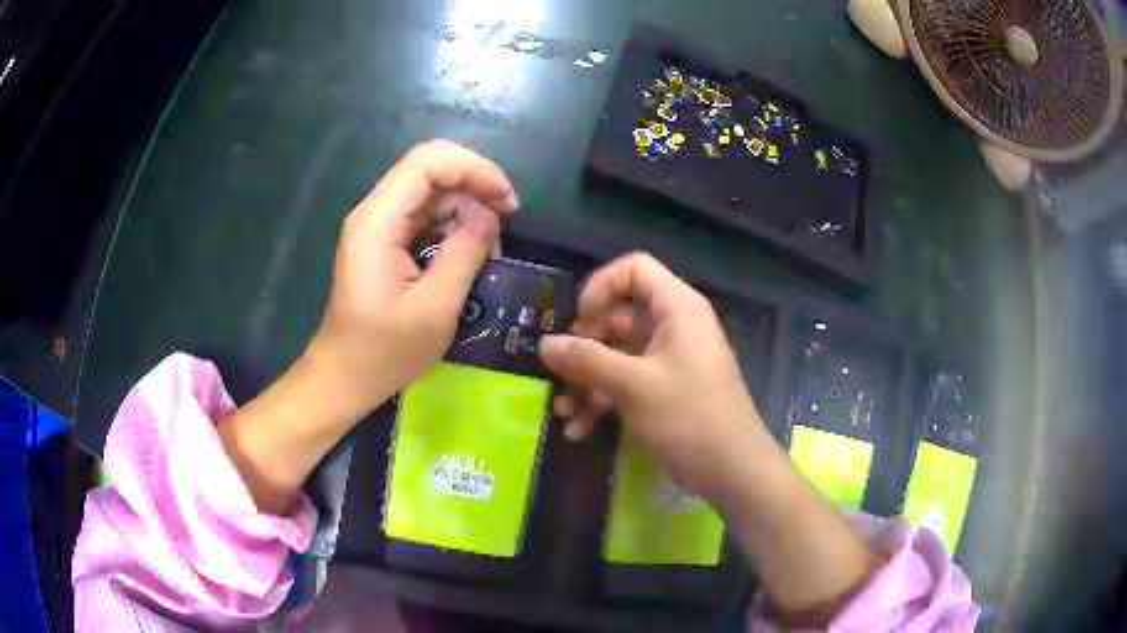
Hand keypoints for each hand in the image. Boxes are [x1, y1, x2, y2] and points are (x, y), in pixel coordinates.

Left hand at [221, 141, 517, 513]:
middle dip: (475, 187)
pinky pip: (424, 217)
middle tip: (507, 222)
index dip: (474, 168)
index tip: (507, 201)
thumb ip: (465, 253)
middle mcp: (375, 213)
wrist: (343, 378)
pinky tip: (469, 253)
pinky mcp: (383, 243)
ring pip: (431, 193)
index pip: (428, 161)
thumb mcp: (435, 308)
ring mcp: (377, 227)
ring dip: (466, 209)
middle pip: (430, 171)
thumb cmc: (384, 353)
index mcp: (379, 221)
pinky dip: (452, 227)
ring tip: (491, 247)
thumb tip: (490, 216)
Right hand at [538, 253, 767, 502]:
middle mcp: (675, 326)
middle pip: (619, 315)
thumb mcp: (633, 386)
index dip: (600, 288)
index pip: (633, 269)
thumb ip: (587, 360)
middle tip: (561, 371)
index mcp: (677, 308)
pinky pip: (628, 382)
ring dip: (588, 380)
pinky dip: (604, 400)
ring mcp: (671, 360)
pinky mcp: (667, 390)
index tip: (577, 322)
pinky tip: (579, 430)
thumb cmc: (689, 418)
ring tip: (562, 411)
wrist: (732, 471)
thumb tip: (545, 345)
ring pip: (619, 354)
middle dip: (585, 345)